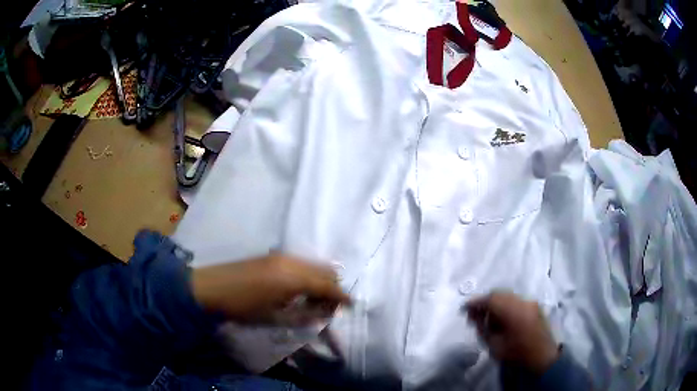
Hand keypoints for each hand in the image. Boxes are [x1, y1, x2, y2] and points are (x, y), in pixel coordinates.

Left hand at [191, 252, 350, 325]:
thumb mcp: (275, 317)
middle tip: (331, 305)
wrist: (211, 287)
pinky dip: (309, 274)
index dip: (342, 296)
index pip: (328, 285)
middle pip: (325, 270)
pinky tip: (301, 288)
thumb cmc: (244, 307)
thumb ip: (304, 315)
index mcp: (294, 278)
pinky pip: (301, 262)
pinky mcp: (273, 255)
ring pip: (314, 264)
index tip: (351, 305)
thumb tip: (324, 313)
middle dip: (333, 287)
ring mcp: (282, 255)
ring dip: (321, 280)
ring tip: (316, 299)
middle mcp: (292, 261)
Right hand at [465, 291, 558, 372]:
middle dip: (485, 301)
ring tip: (488, 317)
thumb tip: (475, 316)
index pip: (490, 299)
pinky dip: (506, 305)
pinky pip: (516, 300)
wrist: (542, 357)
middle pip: (499, 294)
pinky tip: (502, 318)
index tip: (464, 309)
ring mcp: (530, 302)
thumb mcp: (494, 345)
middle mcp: (522, 301)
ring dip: (496, 303)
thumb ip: (483, 328)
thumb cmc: (516, 353)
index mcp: (512, 311)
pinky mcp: (535, 306)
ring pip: (508, 296)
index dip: (475, 302)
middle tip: (475, 314)